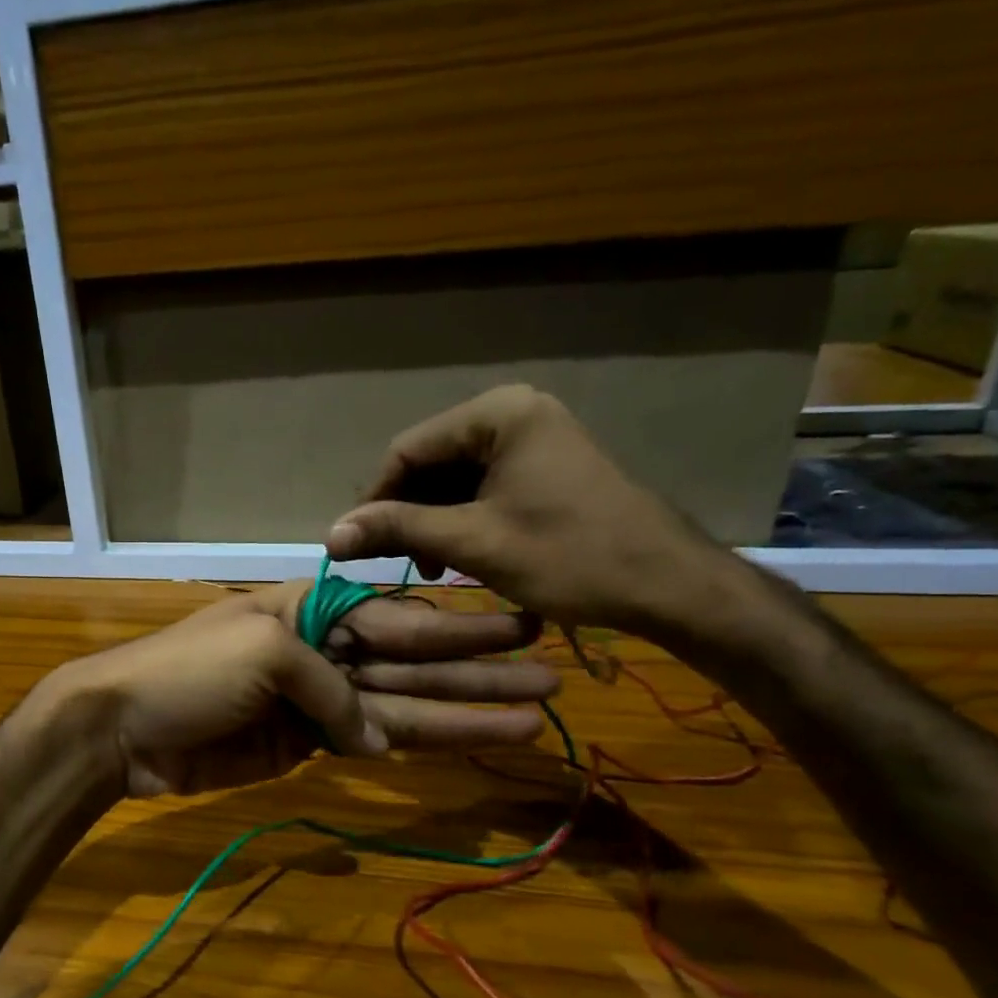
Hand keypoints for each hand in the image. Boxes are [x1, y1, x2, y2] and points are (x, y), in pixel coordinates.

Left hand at [38, 582, 557, 797]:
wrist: (123, 728)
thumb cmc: (189, 671)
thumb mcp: (265, 653)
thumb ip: (331, 688)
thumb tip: (370, 736)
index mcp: (314, 609)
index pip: (400, 618)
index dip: (460, 629)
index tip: (521, 626)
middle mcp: (323, 650)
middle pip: (413, 663)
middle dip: (478, 672)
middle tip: (551, 677)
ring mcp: (316, 702)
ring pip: (400, 707)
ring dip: (462, 714)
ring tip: (530, 719)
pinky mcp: (304, 746)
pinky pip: (368, 742)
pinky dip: (411, 745)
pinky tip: (462, 745)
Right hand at [324, 386, 740, 636]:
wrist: (668, 585)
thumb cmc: (569, 556)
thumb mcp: (473, 542)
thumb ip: (397, 530)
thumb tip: (330, 535)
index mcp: (497, 414)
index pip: (407, 450)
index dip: (375, 500)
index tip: (356, 547)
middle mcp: (513, 413)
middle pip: (430, 462)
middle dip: (407, 513)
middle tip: (398, 563)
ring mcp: (533, 438)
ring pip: (454, 478)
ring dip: (432, 521)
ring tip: (429, 566)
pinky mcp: (544, 466)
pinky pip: (483, 487)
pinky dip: (462, 520)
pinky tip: (457, 555)